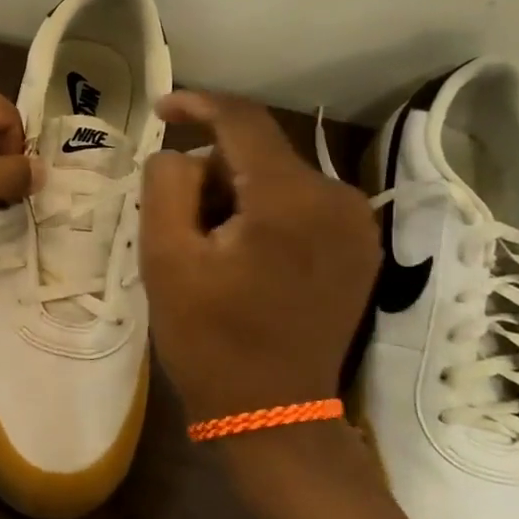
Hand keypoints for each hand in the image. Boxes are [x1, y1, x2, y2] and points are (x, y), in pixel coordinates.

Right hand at [140, 92, 378, 422]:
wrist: (272, 414)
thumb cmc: (209, 338)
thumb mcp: (165, 257)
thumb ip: (165, 184)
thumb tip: (180, 154)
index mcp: (290, 199)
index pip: (242, 120)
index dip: (197, 104)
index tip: (159, 110)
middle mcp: (338, 198)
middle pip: (257, 153)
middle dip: (209, 173)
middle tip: (175, 222)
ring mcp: (356, 225)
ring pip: (276, 178)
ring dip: (233, 196)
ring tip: (208, 250)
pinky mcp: (358, 248)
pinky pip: (298, 204)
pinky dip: (262, 213)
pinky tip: (241, 256)